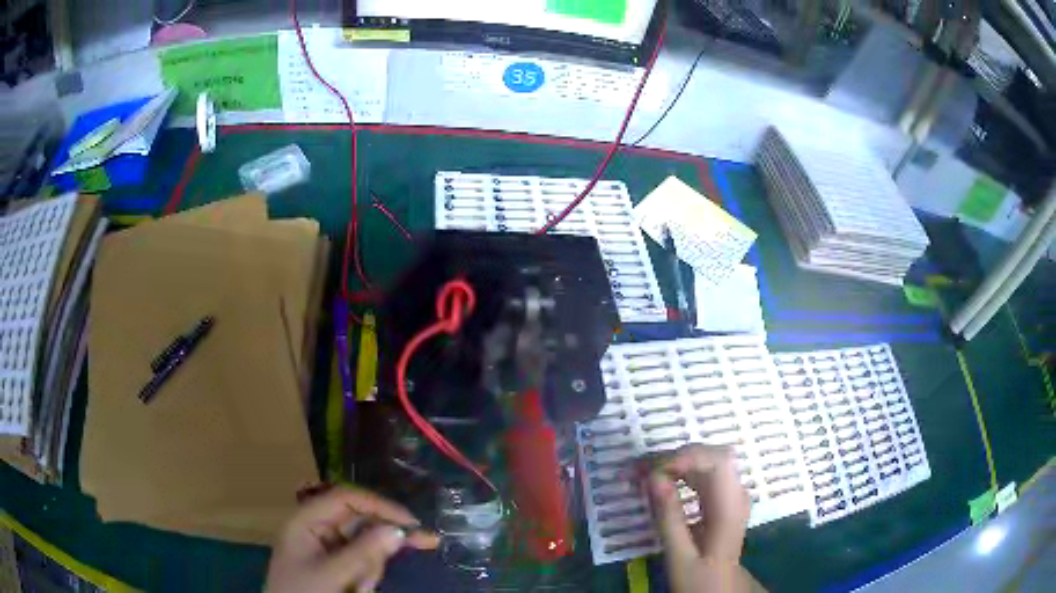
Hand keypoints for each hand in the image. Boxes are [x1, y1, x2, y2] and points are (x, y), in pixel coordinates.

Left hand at [265, 486, 439, 592]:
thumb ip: (364, 553)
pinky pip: (363, 561)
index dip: (379, 505)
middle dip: (383, 540)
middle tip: (428, 542)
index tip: (410, 521)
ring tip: (360, 588)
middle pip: (361, 521)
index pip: (346, 498)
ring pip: (366, 544)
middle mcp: (318, 527)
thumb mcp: (331, 575)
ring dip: (373, 566)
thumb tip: (398, 530)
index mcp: (306, 520)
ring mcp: (327, 547)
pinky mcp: (336, 564)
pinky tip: (360, 588)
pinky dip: (369, 574)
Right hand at [647, 444, 751, 592]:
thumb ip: (668, 518)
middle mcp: (736, 493)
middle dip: (673, 457)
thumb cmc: (700, 578)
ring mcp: (730, 493)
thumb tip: (653, 478)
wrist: (721, 589)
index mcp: (730, 507)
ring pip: (705, 460)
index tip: (650, 472)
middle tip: (636, 470)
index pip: (717, 461)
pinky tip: (658, 483)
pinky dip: (678, 472)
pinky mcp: (721, 498)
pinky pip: (702, 473)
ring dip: (673, 462)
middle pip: (710, 455)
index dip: (685, 457)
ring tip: (640, 474)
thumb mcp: (680, 556)